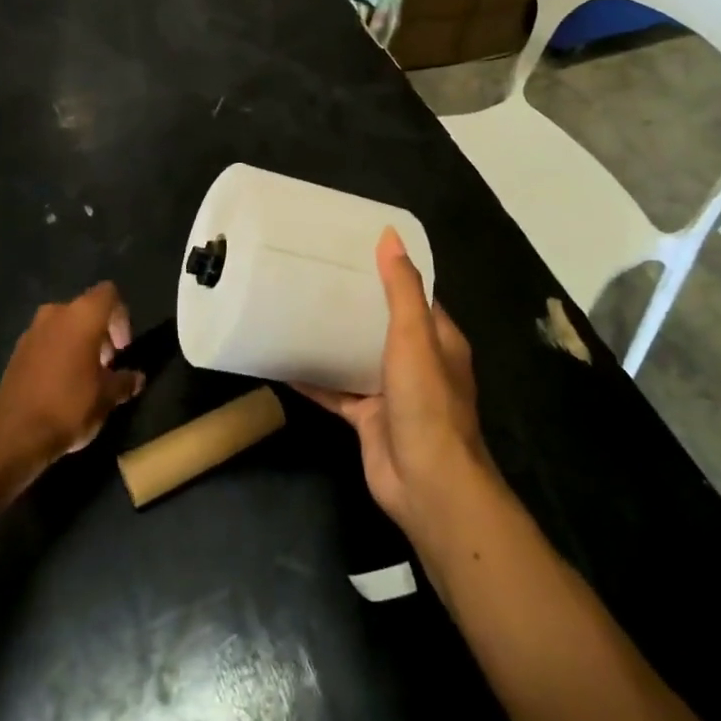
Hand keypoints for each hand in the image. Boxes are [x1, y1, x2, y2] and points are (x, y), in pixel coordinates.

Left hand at [0, 282, 143, 468]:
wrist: (13, 434)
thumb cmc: (69, 405)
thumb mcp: (107, 397)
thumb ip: (125, 381)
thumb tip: (137, 378)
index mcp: (82, 316)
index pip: (109, 294)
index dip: (121, 317)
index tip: (122, 349)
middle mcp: (55, 313)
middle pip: (86, 310)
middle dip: (100, 333)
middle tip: (107, 365)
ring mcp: (31, 331)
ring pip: (64, 326)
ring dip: (78, 344)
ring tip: (85, 377)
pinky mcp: (16, 352)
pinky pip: (46, 342)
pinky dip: (58, 354)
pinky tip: (62, 385)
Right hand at [296, 229, 492, 538]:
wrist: (426, 484)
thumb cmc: (426, 403)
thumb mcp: (414, 337)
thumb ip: (401, 289)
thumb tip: (389, 236)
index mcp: (437, 339)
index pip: (413, 295)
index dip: (386, 272)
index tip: (352, 250)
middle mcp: (416, 362)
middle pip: (380, 324)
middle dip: (352, 304)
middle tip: (313, 276)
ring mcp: (391, 392)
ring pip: (356, 357)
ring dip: (332, 339)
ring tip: (295, 308)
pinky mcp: (368, 418)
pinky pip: (337, 391)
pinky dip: (315, 379)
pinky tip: (284, 362)